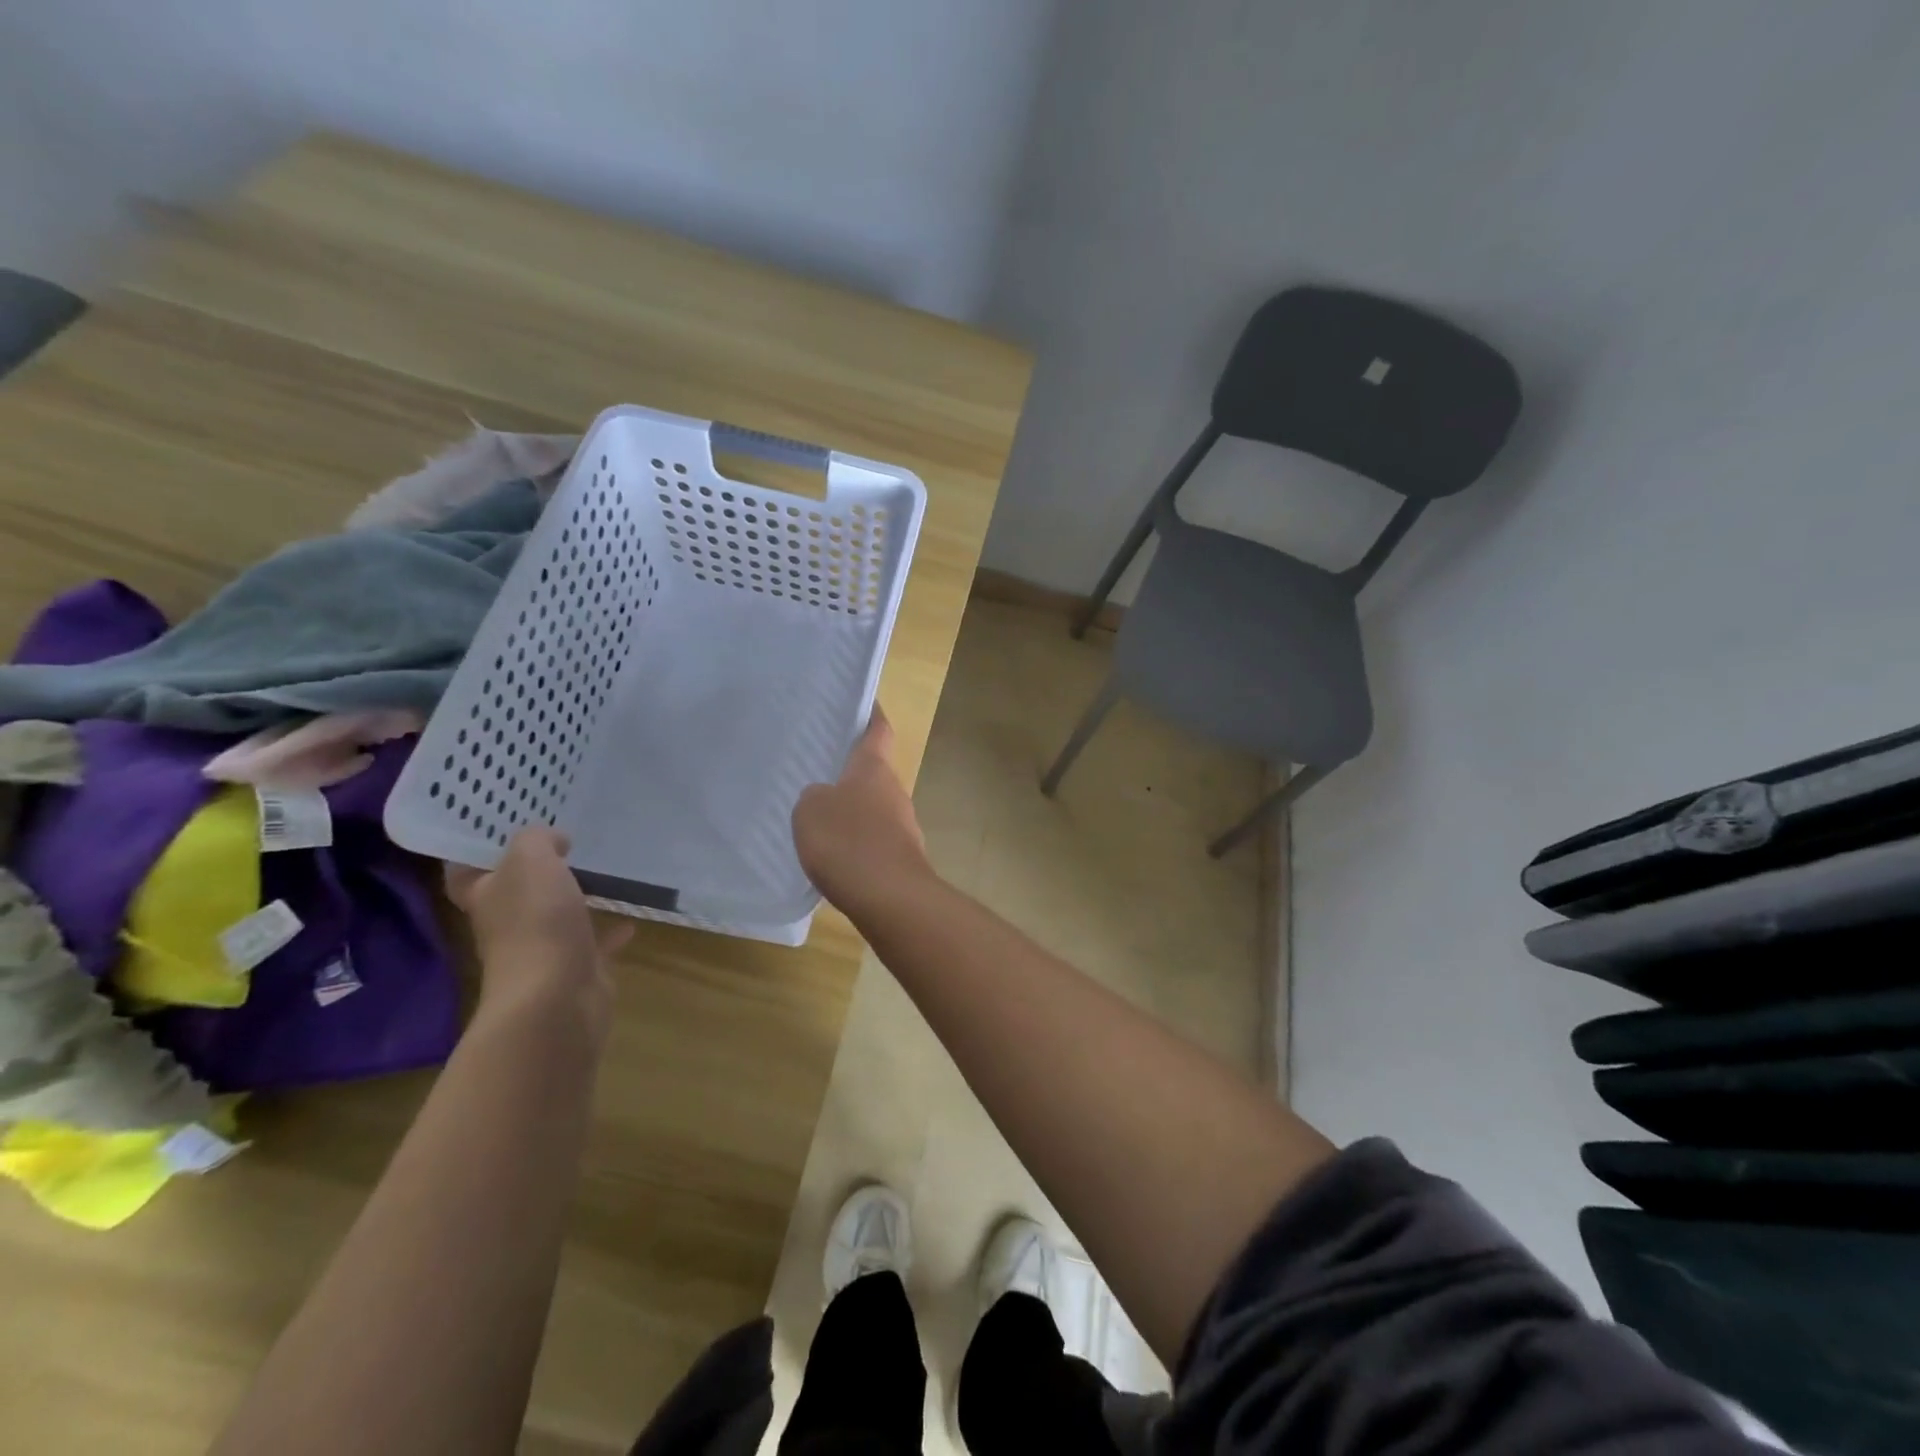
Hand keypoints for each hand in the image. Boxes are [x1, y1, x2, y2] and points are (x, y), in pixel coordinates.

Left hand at [444, 828, 630, 1027]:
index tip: (501, 832)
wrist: (556, 997)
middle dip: (535, 875)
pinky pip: (593, 945)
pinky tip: (630, 918)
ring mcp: (540, 951)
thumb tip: (551, 839)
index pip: (465, 873)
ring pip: (554, 919)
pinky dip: (610, 932)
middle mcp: (506, 925)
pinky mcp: (575, 970)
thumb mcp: (531, 860)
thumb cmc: (535, 921)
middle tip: (564, 844)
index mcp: (486, 897)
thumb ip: (537, 840)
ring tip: (601, 876)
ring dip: (574, 902)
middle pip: (514, 895)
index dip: (477, 854)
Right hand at [793, 707, 934, 910]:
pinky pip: (874, 842)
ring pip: (875, 810)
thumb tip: (825, 798)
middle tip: (820, 771)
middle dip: (852, 773)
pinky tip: (835, 859)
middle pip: (875, 773)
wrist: (890, 898)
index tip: (864, 704)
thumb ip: (814, 797)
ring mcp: (903, 827)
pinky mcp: (901, 859)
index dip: (872, 715)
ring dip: (854, 813)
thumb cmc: (848, 841)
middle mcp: (894, 792)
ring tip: (820, 820)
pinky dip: (857, 845)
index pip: (878, 730)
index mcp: (874, 769)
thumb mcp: (810, 810)